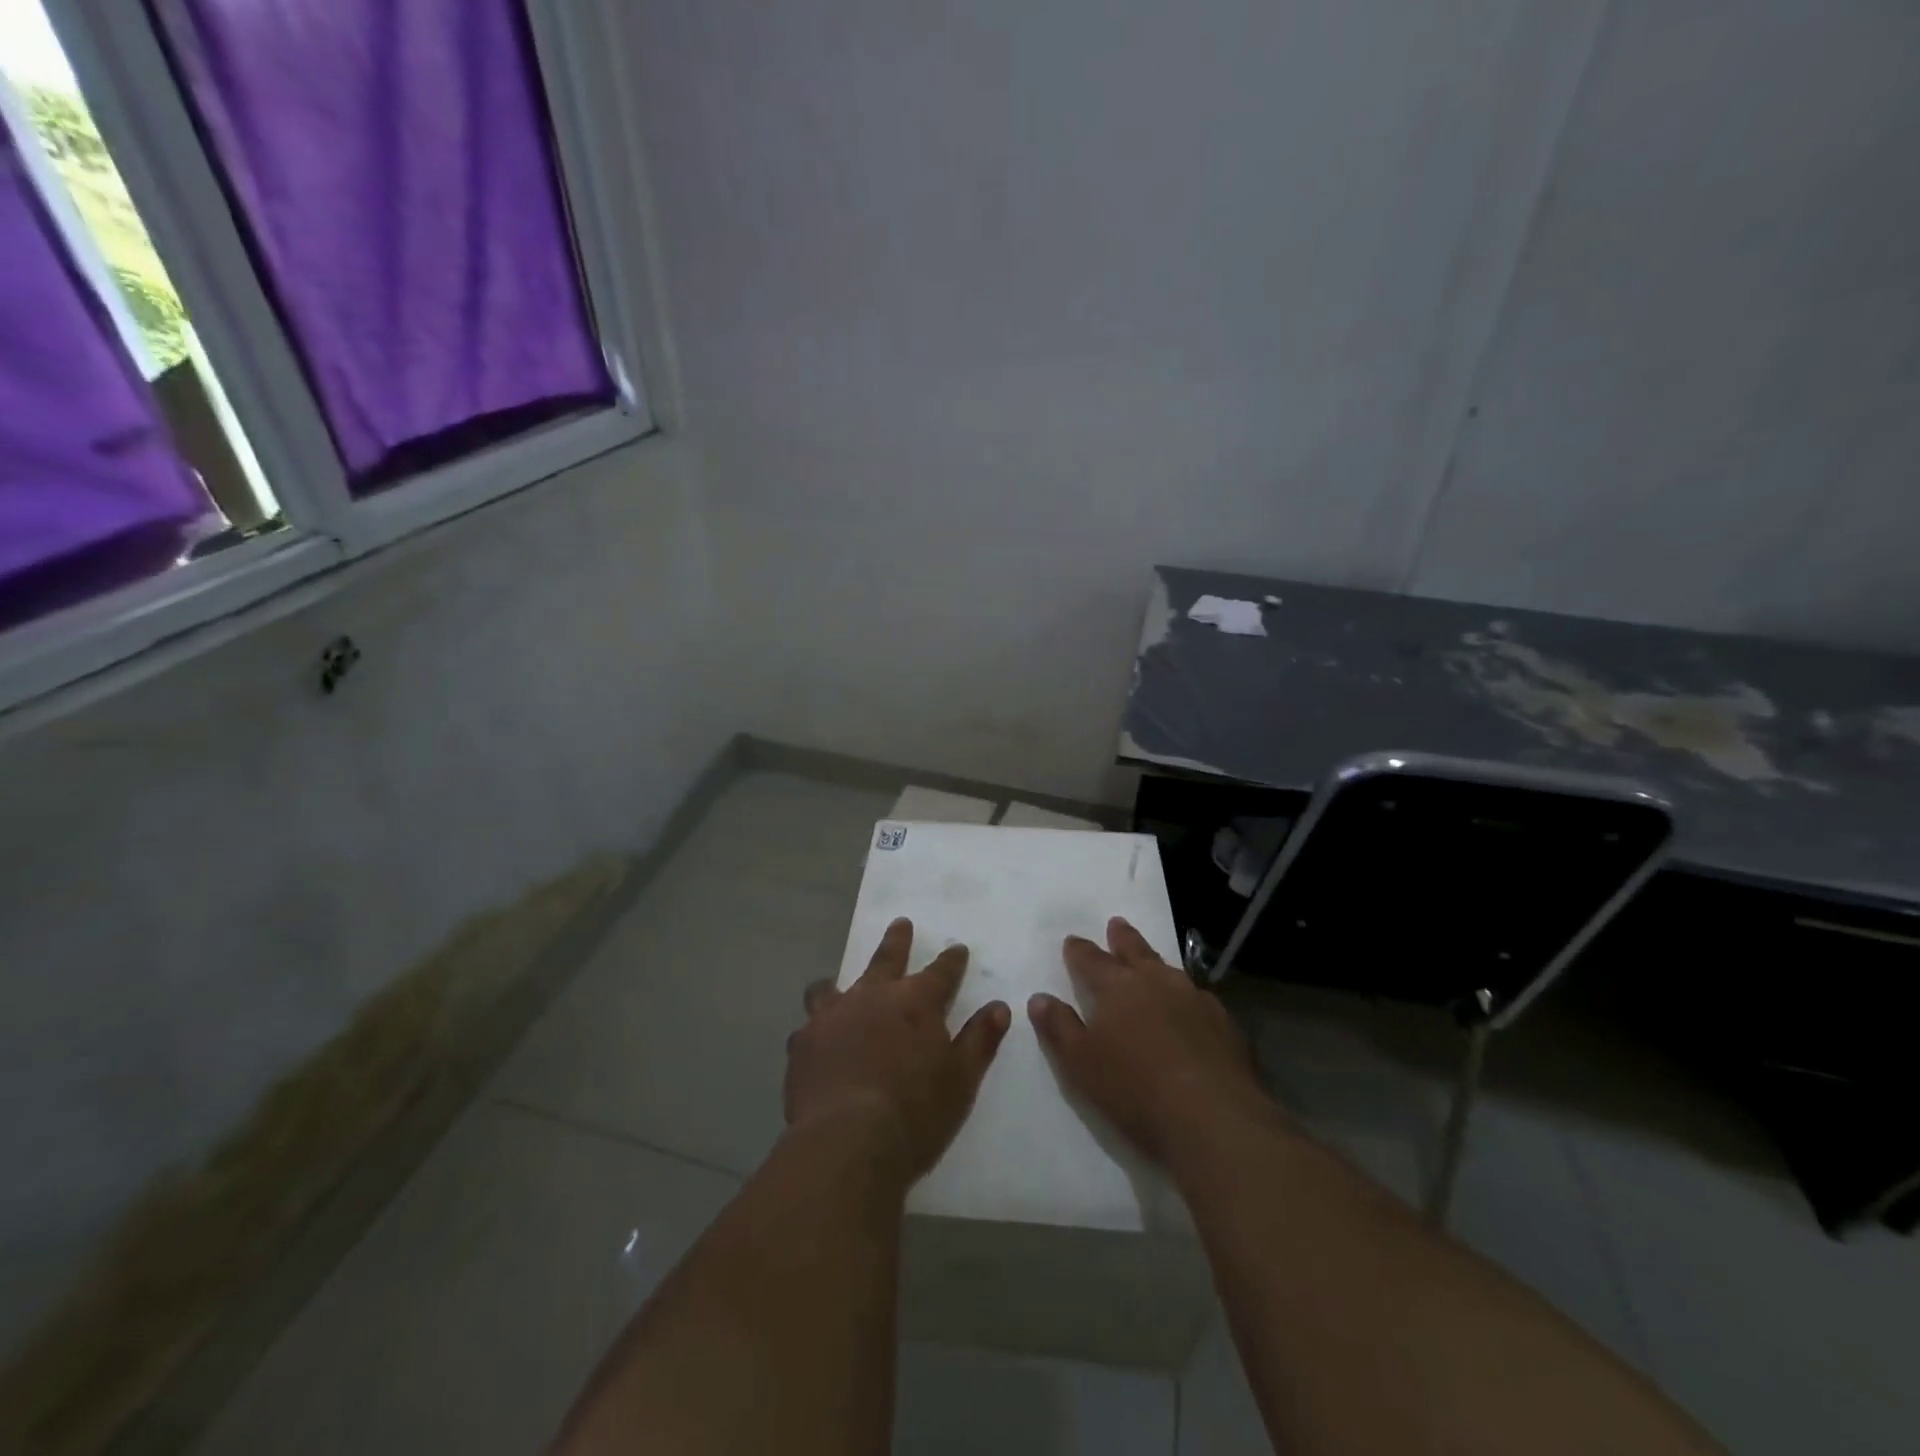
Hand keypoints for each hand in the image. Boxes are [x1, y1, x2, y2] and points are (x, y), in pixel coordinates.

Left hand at [785, 918, 1010, 1181]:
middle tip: (900, 924)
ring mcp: (833, 1016)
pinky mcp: (803, 1042)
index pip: (941, 971)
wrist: (848, 1140)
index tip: (958, 949)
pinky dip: (816, 1029)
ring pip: (833, 986)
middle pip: (887, 959)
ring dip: (839, 984)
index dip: (951, 960)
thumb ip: (979, 1040)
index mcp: (916, 1002)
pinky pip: (808, 1025)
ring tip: (833, 985)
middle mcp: (873, 996)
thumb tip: (998, 1007)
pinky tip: (815, 1041)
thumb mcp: (961, 1080)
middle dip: (897, 941)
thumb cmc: (915, 1112)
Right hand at [1029, 917, 1275, 1166]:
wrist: (1215, 1119)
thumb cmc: (1135, 1090)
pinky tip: (1190, 1007)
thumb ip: (1059, 1028)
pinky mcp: (1224, 1023)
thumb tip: (1040, 998)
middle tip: (1116, 924)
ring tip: (1151, 962)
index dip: (1079, 950)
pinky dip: (1186, 996)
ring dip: (1155, 963)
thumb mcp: (1080, 1064)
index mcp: (1116, 986)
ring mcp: (1194, 999)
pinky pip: (1198, 998)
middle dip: (1122, 938)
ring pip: (1169, 970)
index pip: (1090, 959)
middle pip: (1135, 950)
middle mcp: (1156, 981)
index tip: (1072, 941)